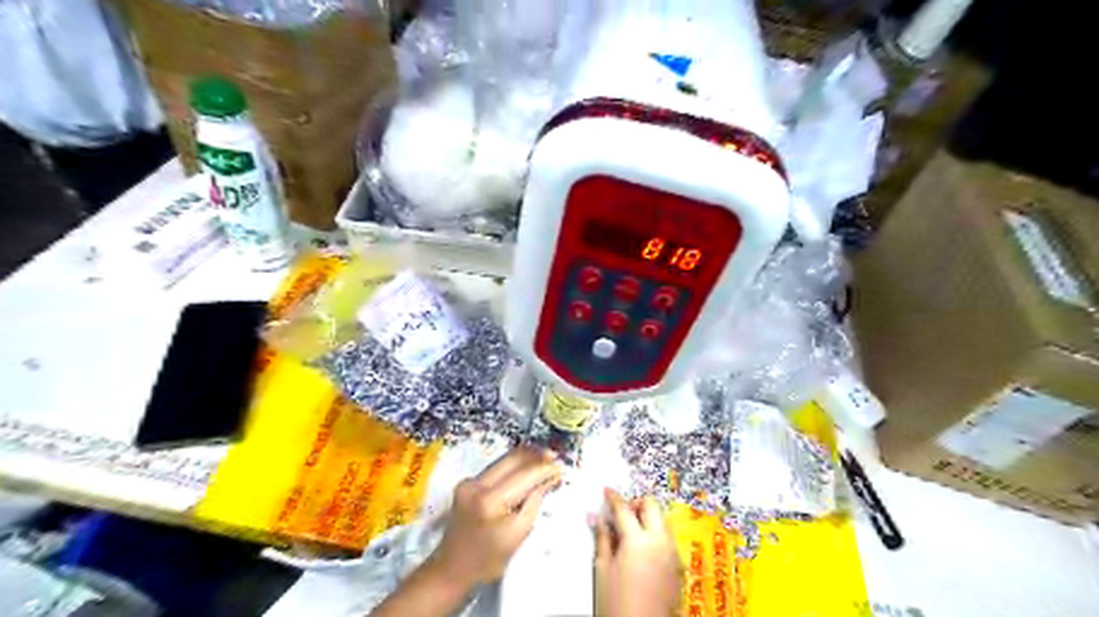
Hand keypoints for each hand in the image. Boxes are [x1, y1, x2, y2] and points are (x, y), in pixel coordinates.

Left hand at [427, 447, 558, 585]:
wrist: (452, 568)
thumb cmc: (488, 559)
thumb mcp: (518, 534)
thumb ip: (534, 503)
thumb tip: (547, 479)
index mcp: (489, 501)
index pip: (523, 475)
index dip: (544, 469)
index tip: (560, 469)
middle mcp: (476, 484)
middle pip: (512, 459)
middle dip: (535, 456)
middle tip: (554, 458)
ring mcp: (468, 481)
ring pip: (503, 459)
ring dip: (525, 458)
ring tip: (544, 459)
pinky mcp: (466, 482)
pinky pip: (495, 468)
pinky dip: (513, 466)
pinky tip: (525, 468)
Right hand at [594, 493, 679, 615]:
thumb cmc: (616, 604)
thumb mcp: (603, 570)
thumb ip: (602, 538)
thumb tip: (597, 517)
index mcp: (638, 540)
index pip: (624, 508)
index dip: (614, 497)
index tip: (607, 490)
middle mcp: (660, 542)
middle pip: (652, 506)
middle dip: (637, 503)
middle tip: (622, 512)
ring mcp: (672, 554)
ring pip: (663, 521)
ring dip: (648, 518)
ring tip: (630, 532)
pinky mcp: (678, 568)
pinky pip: (668, 540)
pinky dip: (656, 535)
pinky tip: (642, 550)